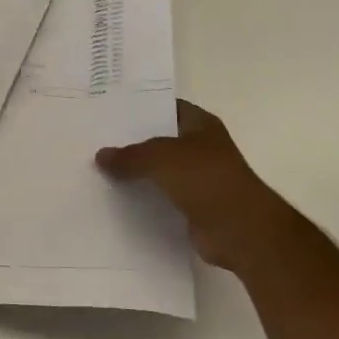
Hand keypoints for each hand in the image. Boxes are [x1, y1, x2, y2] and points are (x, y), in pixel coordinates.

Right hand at [96, 100, 281, 274]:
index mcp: (200, 125)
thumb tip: (100, 156)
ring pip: (160, 172)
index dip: (141, 108)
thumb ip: (129, 155)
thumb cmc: (205, 179)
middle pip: (160, 140)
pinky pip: (162, 199)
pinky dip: (145, 200)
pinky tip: (117, 199)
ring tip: (100, 170)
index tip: (110, 111)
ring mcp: (200, 180)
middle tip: (97, 140)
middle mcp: (201, 148)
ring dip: (137, 174)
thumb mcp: (159, 158)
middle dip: (133, 142)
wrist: (241, 230)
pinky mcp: (195, 208)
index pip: (166, 108)